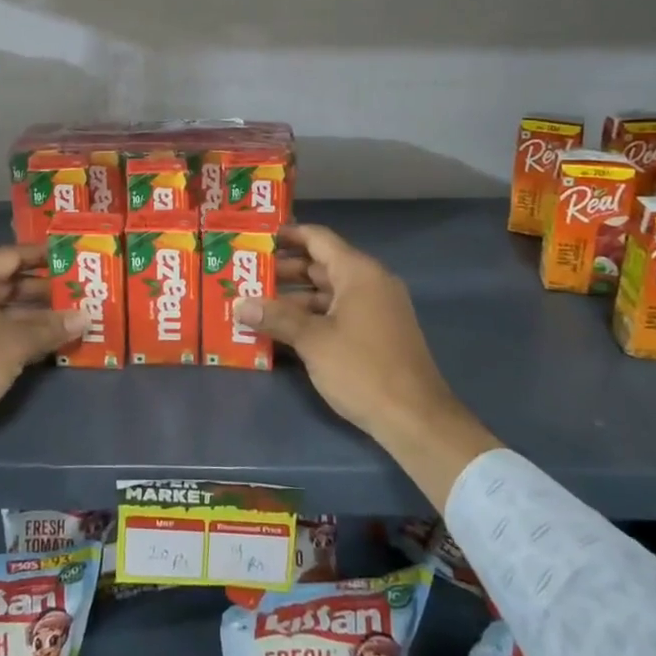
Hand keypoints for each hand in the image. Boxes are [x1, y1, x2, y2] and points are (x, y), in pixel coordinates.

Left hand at [0, 244, 86, 441]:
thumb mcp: (16, 342)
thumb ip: (50, 328)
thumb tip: (84, 317)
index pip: (11, 256)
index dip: (41, 256)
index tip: (70, 258)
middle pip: (7, 283)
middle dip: (42, 289)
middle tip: (76, 292)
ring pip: (2, 309)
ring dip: (33, 314)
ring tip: (68, 318)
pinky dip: (17, 332)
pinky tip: (46, 341)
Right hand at [234, 224, 501, 508]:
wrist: (415, 419)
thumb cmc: (362, 369)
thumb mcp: (313, 341)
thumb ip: (275, 317)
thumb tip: (239, 304)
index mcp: (358, 272)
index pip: (318, 238)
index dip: (287, 235)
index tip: (255, 238)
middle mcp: (370, 282)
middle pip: (321, 264)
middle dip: (284, 270)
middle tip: (246, 275)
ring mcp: (376, 308)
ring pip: (328, 291)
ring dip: (294, 297)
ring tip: (256, 304)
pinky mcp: (377, 333)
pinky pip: (338, 312)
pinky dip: (312, 315)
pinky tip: (283, 330)